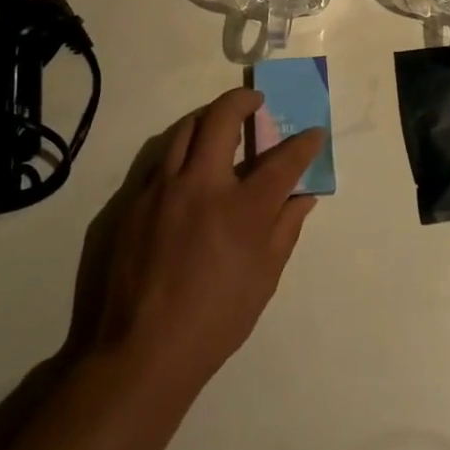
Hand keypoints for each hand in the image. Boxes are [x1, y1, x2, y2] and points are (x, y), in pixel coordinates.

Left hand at [92, 88, 324, 398]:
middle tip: (255, 100)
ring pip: (184, 130)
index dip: (304, 143)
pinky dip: (182, 151)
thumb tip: (303, 196)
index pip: (282, 160)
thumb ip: (286, 228)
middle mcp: (202, 185)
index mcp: (242, 209)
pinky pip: (162, 160)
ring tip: (221, 123)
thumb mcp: (265, 277)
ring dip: (208, 118)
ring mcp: (163, 189)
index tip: (314, 132)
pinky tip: (190, 169)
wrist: (143, 349)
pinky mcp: (135, 202)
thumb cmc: (216, 318)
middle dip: (243, 100)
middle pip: (222, 119)